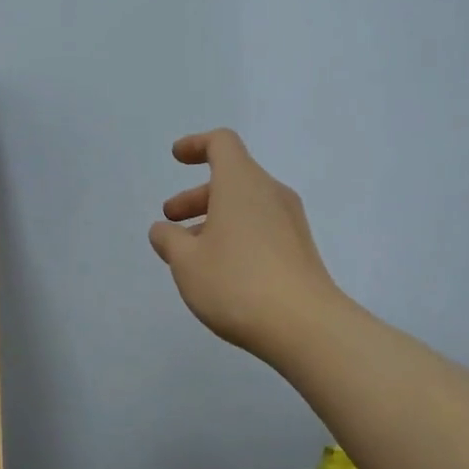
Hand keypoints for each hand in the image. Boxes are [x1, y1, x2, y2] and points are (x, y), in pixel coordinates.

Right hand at [149, 130, 346, 360]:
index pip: (222, 143)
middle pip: (232, 177)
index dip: (196, 145)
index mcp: (242, 183)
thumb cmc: (236, 282)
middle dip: (197, 195)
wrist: (304, 324)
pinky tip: (221, 269)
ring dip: (215, 219)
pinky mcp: (300, 249)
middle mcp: (270, 193)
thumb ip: (170, 240)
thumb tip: (163, 230)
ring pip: (247, 206)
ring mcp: (291, 221)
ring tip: (190, 252)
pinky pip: (262, 227)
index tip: (177, 157)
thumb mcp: (187, 262)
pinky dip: (237, 235)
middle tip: (171, 218)